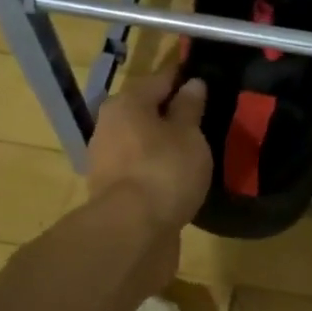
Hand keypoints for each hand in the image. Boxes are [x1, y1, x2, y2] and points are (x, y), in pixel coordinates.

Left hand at [88, 72, 211, 232]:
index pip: (161, 80)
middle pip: (146, 111)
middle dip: (172, 113)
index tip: (205, 80)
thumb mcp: (188, 134)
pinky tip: (178, 176)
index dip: (184, 79)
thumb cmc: (164, 170)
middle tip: (204, 118)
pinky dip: (157, 168)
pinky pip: (140, 168)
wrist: (131, 231)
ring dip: (164, 143)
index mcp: (127, 103)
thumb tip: (192, 84)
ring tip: (196, 150)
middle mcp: (109, 125)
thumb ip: (190, 108)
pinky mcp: (111, 190)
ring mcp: (106, 160)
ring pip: (142, 141)